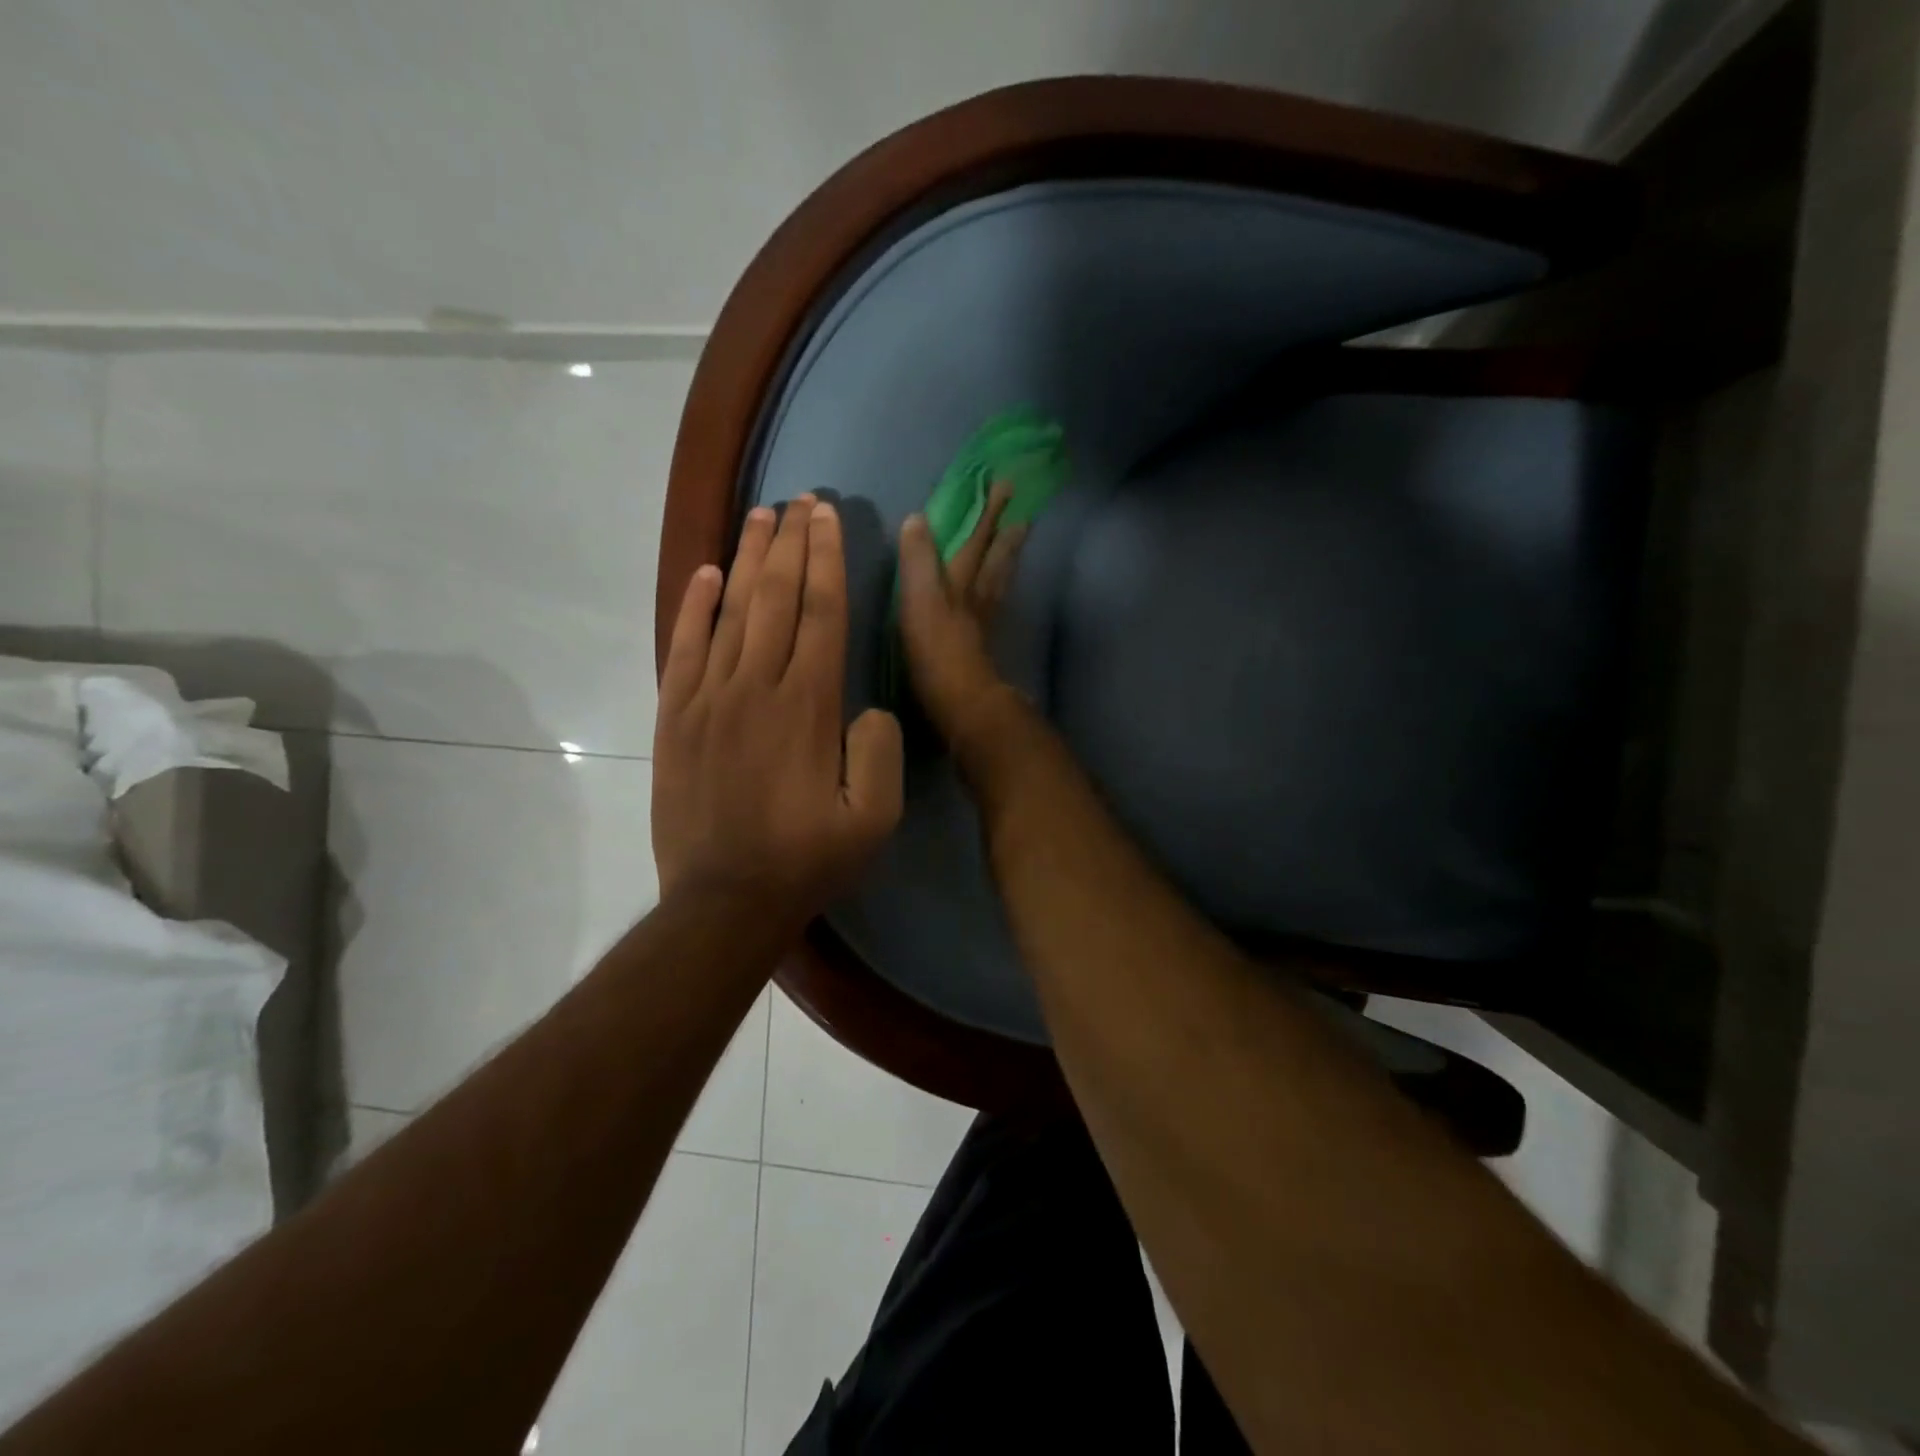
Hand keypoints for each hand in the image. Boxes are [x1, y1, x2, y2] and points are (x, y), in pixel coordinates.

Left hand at [652, 495, 903, 918]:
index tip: (829, 517)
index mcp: (810, 705)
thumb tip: (867, 708)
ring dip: (748, 558)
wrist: (724, 901)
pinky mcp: (675, 718)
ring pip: (731, 611)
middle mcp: (758, 686)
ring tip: (760, 515)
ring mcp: (709, 698)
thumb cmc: (807, 860)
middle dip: (792, 542)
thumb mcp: (876, 819)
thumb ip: (881, 751)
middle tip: (800, 499)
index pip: (822, 612)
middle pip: (776, 597)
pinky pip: (684, 647)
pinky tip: (707, 573)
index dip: (827, 559)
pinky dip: (694, 606)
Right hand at [898, 481, 1026, 747]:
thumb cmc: (936, 650)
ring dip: (1008, 560)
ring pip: (999, 582)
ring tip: (1018, 542)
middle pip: (996, 560)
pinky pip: (994, 607)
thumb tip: (918, 518)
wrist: (961, 702)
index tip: (1004, 486)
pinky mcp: (981, 647)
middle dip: (1006, 534)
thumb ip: (918, 561)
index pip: (975, 540)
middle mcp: (977, 598)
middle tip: (1024, 513)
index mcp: (960, 583)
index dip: (986, 514)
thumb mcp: (919, 599)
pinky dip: (998, 592)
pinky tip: (996, 595)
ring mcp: (983, 623)